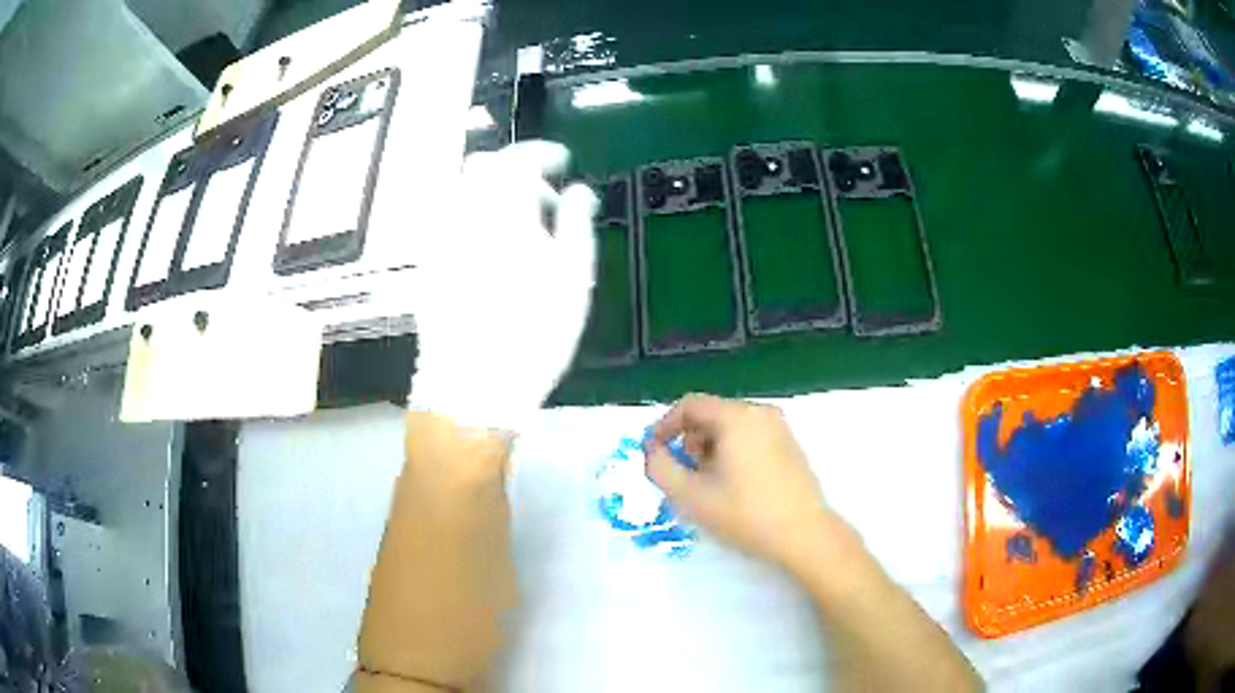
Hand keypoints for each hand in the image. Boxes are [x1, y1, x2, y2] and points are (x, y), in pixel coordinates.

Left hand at [409, 141, 597, 432]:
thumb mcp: (572, 277)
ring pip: (461, 192)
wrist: (473, 385)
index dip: (543, 154)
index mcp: (501, 211)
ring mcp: (438, 239)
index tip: (561, 162)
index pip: (517, 158)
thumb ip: (576, 222)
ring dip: (491, 194)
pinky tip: (490, 248)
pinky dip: (472, 218)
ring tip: (519, 226)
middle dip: (514, 170)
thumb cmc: (532, 334)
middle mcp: (462, 215)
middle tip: (543, 197)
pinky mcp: (428, 264)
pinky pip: (449, 221)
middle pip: (481, 167)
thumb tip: (579, 191)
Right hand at [645, 394, 839, 568]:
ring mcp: (780, 428)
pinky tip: (735, 486)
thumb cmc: (745, 514)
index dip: (664, 425)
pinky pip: (750, 437)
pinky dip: (733, 452)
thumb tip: (652, 450)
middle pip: (711, 414)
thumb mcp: (690, 495)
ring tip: (709, 485)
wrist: (804, 535)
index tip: (653, 452)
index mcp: (737, 417)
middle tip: (685, 475)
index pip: (690, 405)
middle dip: (689, 440)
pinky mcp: (791, 446)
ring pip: (731, 427)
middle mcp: (761, 413)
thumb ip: (660, 467)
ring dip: (710, 449)